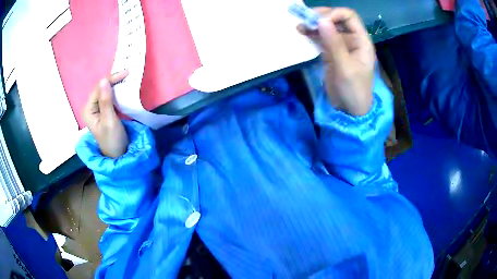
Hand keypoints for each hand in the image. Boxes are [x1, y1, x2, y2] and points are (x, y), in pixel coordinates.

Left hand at [83, 71, 128, 157]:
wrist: (118, 155)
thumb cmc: (112, 139)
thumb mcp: (109, 120)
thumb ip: (106, 101)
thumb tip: (104, 80)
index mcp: (88, 109)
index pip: (99, 88)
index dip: (111, 79)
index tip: (126, 74)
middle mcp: (91, 107)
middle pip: (101, 88)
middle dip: (113, 81)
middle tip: (128, 74)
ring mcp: (97, 109)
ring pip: (105, 91)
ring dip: (116, 85)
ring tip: (127, 79)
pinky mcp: (104, 111)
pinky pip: (109, 97)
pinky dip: (117, 92)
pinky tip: (123, 89)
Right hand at [298, 8, 374, 115]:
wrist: (349, 110)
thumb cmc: (354, 91)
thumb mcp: (345, 68)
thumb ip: (334, 44)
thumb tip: (321, 21)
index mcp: (361, 41)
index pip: (349, 17)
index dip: (334, 14)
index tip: (319, 21)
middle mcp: (352, 39)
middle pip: (337, 19)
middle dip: (321, 16)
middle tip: (305, 19)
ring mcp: (341, 45)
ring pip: (327, 27)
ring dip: (314, 24)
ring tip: (300, 25)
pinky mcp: (331, 52)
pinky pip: (321, 38)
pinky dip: (312, 34)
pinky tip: (302, 32)